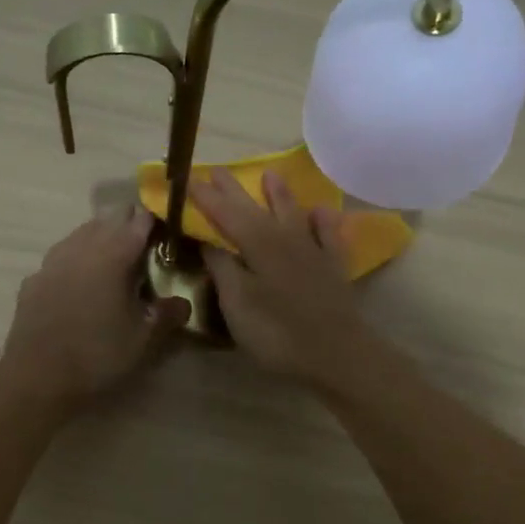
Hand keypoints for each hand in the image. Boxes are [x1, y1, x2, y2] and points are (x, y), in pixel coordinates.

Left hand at [0, 209, 189, 408]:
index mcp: (113, 255)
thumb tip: (183, 302)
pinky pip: (60, 257)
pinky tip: (79, 280)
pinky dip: (75, 259)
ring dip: (100, 237)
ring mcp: (52, 261)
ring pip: (81, 234)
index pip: (138, 220)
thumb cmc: (98, 355)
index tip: (167, 230)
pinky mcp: (33, 280)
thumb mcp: (144, 340)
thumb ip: (168, 315)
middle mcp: (82, 248)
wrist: (37, 378)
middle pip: (108, 219)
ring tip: (113, 257)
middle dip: (128, 224)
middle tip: (145, 244)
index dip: (155, 220)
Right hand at [190, 170, 374, 385]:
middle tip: (218, 170)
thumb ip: (223, 269)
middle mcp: (286, 239)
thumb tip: (209, 242)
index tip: (188, 180)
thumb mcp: (238, 304)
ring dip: (280, 195)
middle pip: (256, 209)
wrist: (336, 354)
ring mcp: (313, 251)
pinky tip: (321, 211)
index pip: (226, 215)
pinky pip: (328, 235)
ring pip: (294, 214)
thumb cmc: (278, 332)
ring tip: (270, 174)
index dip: (206, 198)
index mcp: (258, 245)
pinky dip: (324, 221)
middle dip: (235, 190)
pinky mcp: (334, 268)